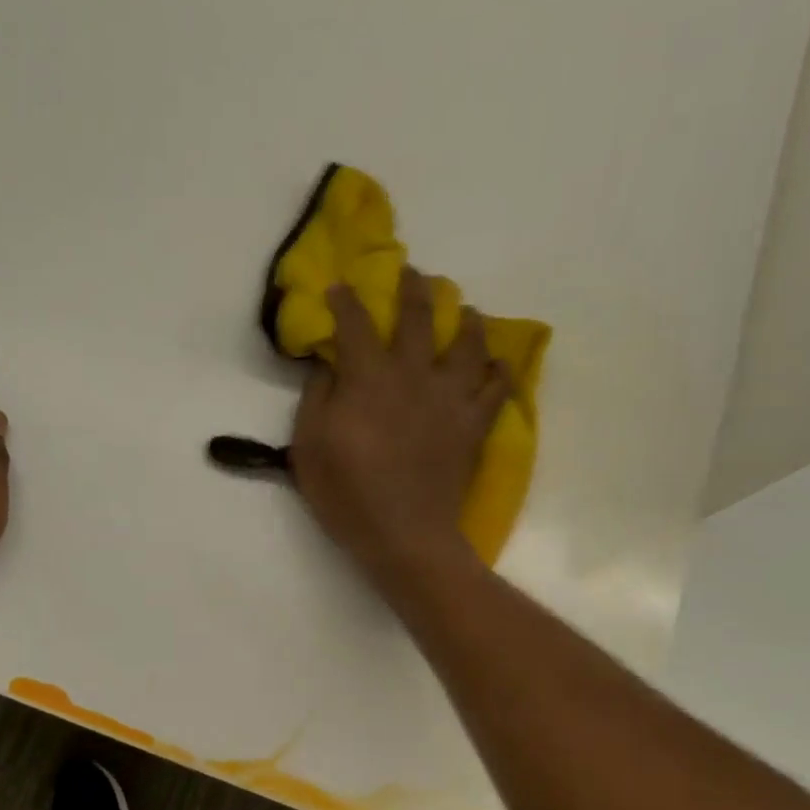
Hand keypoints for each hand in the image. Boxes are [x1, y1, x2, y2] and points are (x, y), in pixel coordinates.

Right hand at [291, 267, 508, 594]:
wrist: (405, 535)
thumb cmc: (348, 494)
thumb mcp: (310, 448)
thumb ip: (316, 399)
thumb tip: (327, 366)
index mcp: (369, 378)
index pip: (357, 324)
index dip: (347, 300)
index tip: (340, 286)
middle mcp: (414, 375)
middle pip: (421, 317)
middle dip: (414, 288)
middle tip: (413, 273)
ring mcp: (451, 398)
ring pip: (470, 343)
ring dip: (467, 319)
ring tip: (466, 310)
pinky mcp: (474, 424)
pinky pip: (497, 388)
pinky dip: (499, 371)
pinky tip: (497, 364)